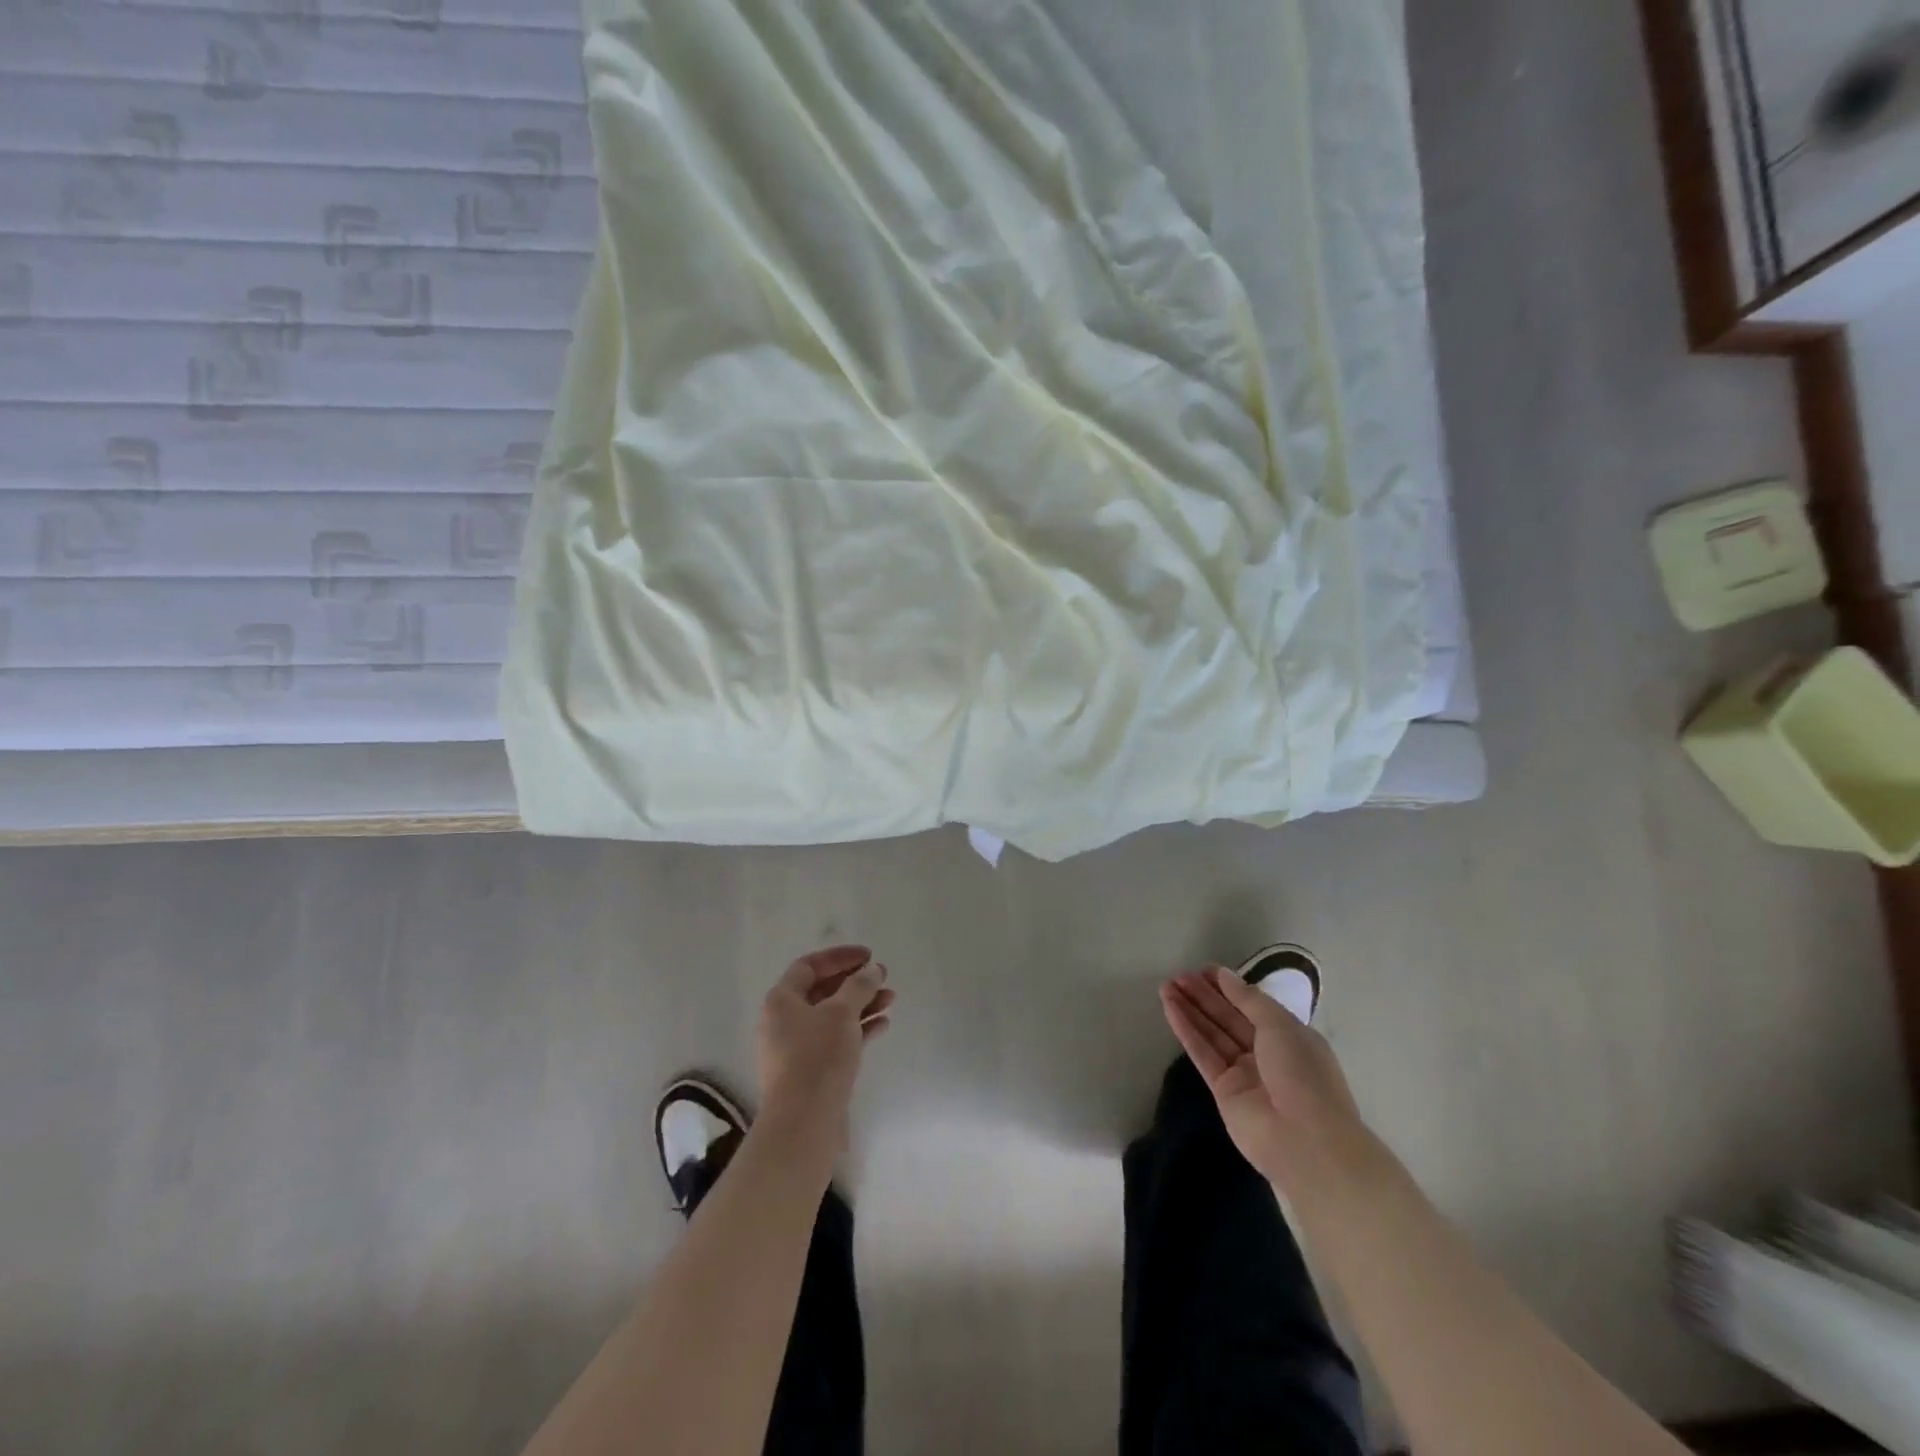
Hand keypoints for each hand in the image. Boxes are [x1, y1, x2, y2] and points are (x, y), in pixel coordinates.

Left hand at [756, 945, 894, 1154]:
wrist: (803, 1123)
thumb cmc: (818, 1057)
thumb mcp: (842, 1013)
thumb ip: (859, 986)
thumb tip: (872, 970)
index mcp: (781, 1001)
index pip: (809, 966)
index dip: (839, 957)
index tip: (868, 956)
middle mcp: (783, 1021)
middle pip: (822, 991)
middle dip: (855, 982)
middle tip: (883, 977)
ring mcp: (795, 1049)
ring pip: (832, 1016)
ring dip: (861, 1005)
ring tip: (891, 1000)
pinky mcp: (810, 1072)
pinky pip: (835, 1040)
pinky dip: (858, 1030)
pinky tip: (882, 1025)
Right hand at [1160, 967, 1365, 1186]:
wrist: (1305, 1140)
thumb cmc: (1303, 1074)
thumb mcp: (1281, 1026)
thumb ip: (1248, 999)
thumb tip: (1224, 975)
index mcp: (1289, 1037)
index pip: (1253, 1006)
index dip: (1228, 987)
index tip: (1204, 970)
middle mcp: (1266, 1053)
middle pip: (1228, 1018)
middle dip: (1204, 996)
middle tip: (1178, 975)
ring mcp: (1243, 1073)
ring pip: (1212, 1034)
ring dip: (1190, 1009)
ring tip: (1166, 985)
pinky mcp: (1223, 1091)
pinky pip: (1202, 1053)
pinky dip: (1186, 1030)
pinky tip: (1169, 1008)